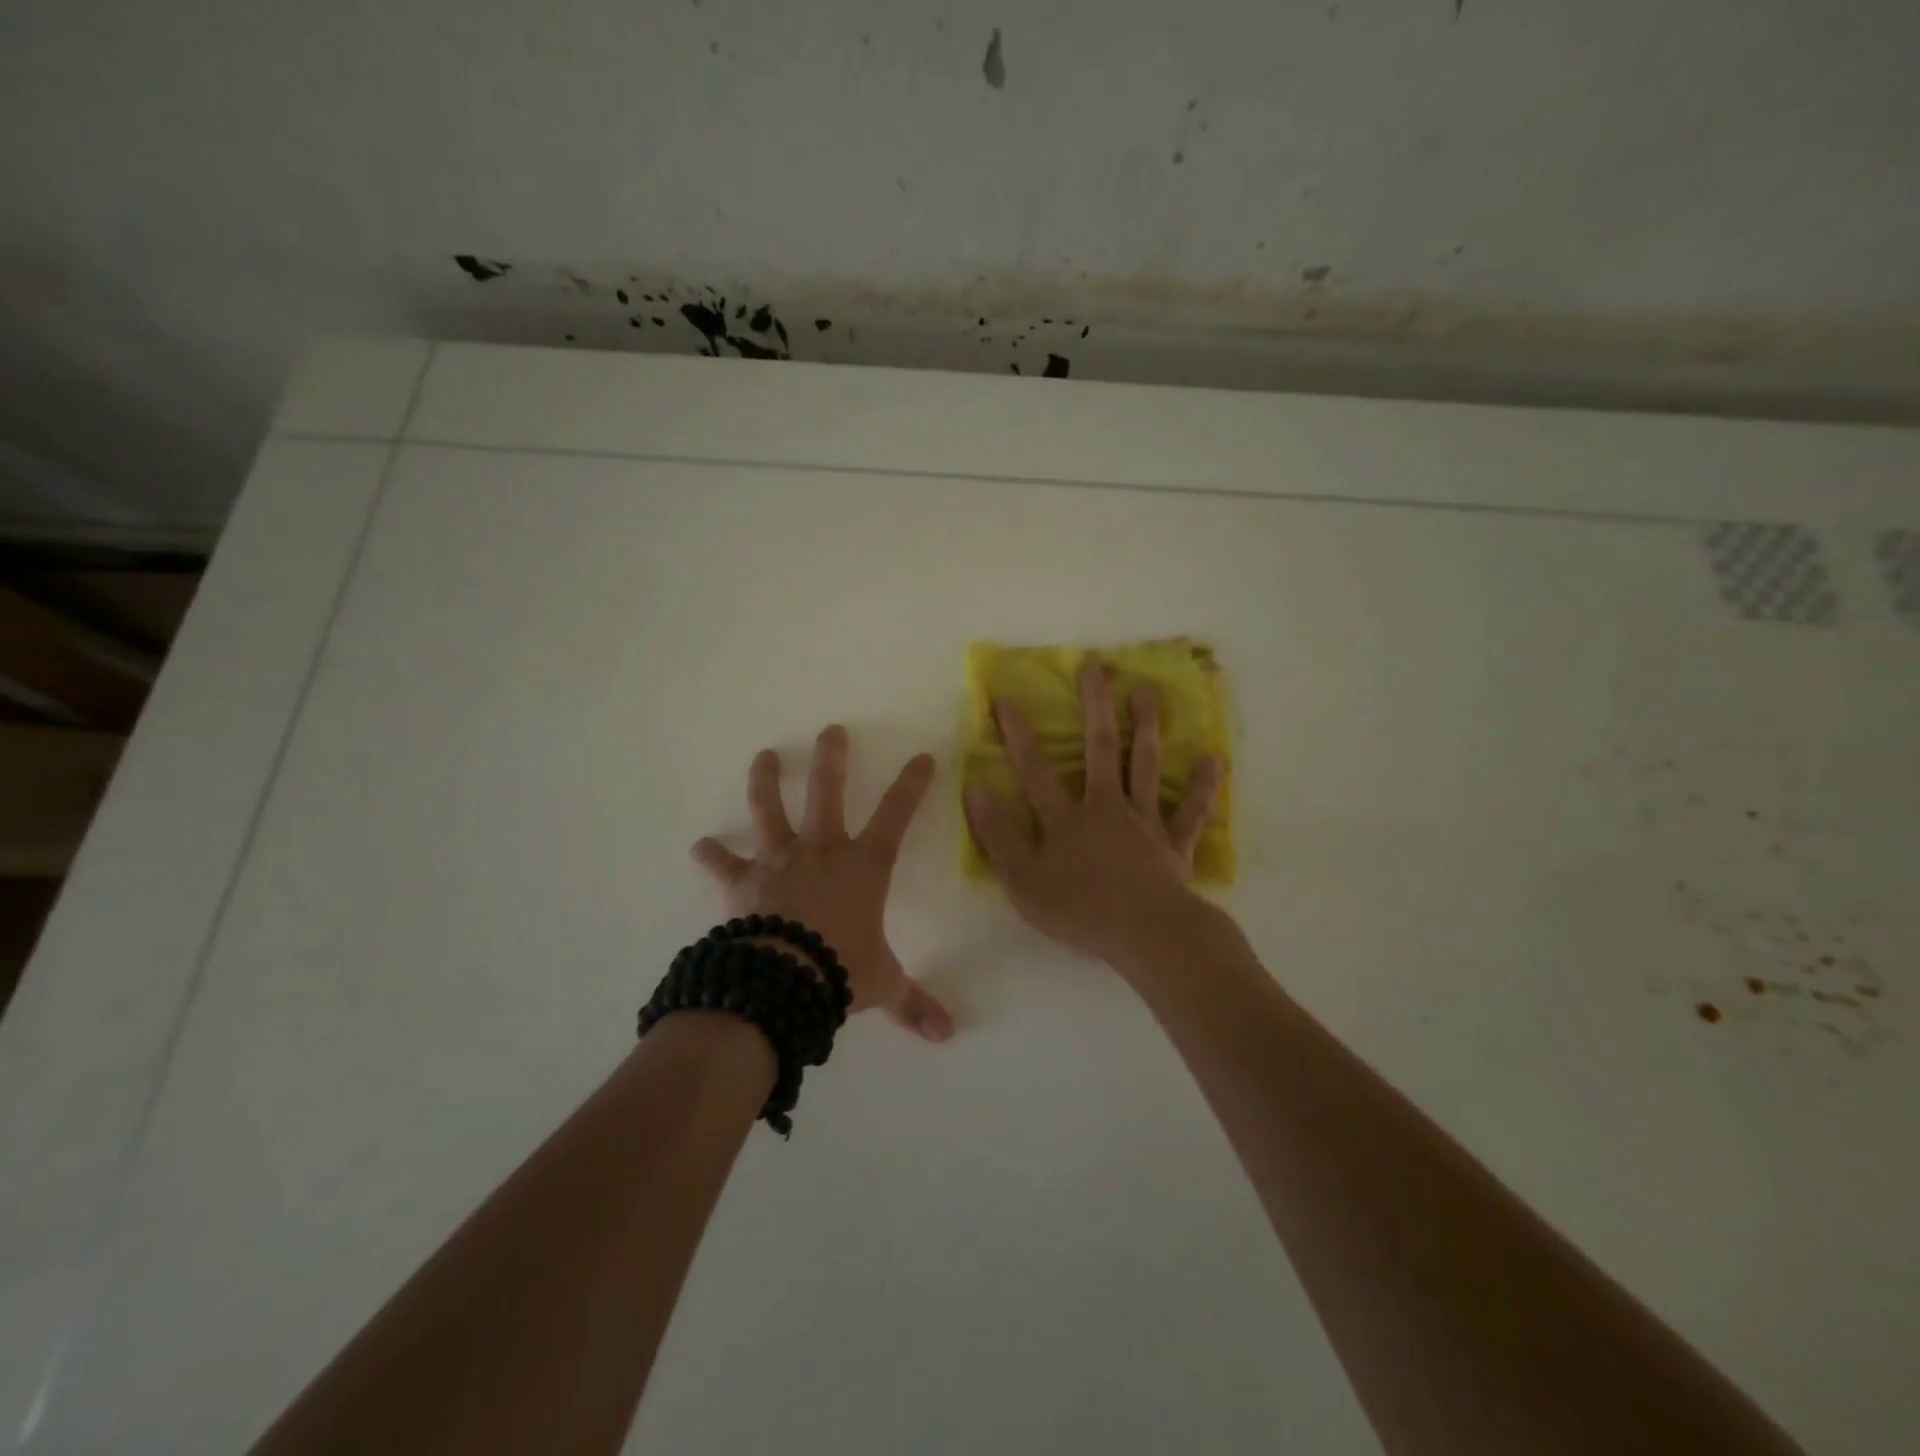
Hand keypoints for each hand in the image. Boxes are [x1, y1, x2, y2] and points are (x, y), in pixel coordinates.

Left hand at [692, 725, 954, 1042]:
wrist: (781, 980)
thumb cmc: (840, 971)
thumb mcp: (883, 984)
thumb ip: (913, 1003)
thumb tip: (947, 1035)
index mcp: (863, 867)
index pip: (897, 816)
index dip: (912, 785)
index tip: (922, 756)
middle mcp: (821, 852)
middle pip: (827, 793)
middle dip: (832, 759)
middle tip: (830, 730)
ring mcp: (779, 861)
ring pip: (771, 811)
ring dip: (766, 781)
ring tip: (764, 757)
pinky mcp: (743, 882)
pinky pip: (723, 864)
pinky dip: (711, 856)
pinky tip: (700, 847)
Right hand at [964, 660, 1220, 963]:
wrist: (1146, 934)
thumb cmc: (1079, 909)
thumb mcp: (1022, 879)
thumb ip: (998, 834)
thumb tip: (976, 789)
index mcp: (1066, 818)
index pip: (1034, 768)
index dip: (1018, 733)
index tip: (1006, 697)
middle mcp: (1106, 807)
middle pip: (1101, 748)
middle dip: (1096, 705)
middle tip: (1096, 666)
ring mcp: (1144, 822)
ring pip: (1146, 766)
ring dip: (1147, 727)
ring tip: (1147, 691)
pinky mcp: (1174, 844)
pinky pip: (1191, 812)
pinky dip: (1203, 787)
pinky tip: (1213, 759)